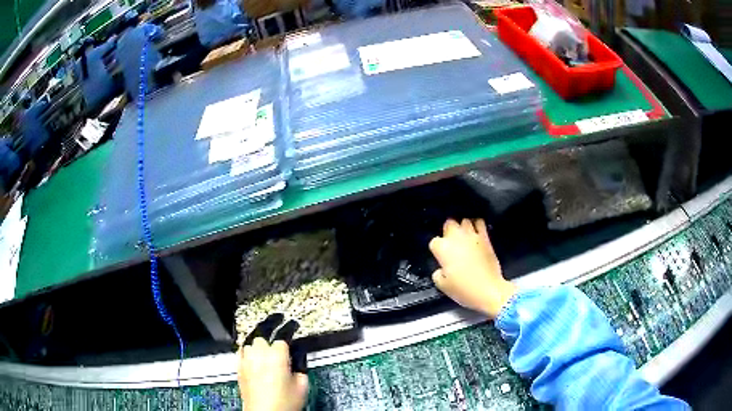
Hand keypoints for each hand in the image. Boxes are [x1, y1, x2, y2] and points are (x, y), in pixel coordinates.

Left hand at [238, 314, 308, 410]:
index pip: (283, 335)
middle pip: (263, 332)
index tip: (293, 324)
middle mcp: (259, 354)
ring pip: (251, 339)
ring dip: (259, 336)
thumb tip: (298, 354)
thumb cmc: (285, 402)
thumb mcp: (302, 384)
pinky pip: (241, 349)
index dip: (289, 328)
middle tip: (279, 319)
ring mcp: (247, 360)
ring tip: (266, 334)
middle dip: (272, 325)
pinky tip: (251, 347)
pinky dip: (247, 346)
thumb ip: (301, 365)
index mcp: (277, 356)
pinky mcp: (239, 367)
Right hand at [429, 218, 516, 317]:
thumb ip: (438, 273)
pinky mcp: (485, 237)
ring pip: (464, 221)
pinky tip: (476, 234)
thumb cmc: (464, 289)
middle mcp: (456, 237)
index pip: (434, 242)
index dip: (437, 250)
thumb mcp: (443, 286)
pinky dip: (477, 226)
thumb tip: (441, 269)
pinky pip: (480, 223)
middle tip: (451, 244)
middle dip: (448, 231)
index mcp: (442, 249)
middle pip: (449, 224)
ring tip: (464, 237)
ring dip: (463, 228)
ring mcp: (472, 235)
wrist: (488, 289)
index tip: (441, 258)